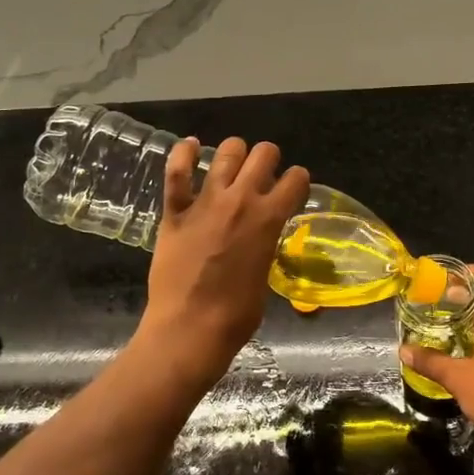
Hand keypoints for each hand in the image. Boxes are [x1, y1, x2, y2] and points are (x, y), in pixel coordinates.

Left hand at [138, 135, 310, 383]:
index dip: (298, 180)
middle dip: (268, 159)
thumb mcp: (265, 274)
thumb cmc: (236, 314)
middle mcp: (241, 200)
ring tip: (233, 161)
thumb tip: (260, 239)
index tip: (293, 187)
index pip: (296, 180)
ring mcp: (206, 202)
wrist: (190, 328)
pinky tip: (190, 146)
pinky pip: (176, 172)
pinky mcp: (175, 211)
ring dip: (234, 152)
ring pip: (226, 153)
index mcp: (269, 219)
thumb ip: (264, 245)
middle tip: (263, 173)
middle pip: (264, 154)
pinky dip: (183, 154)